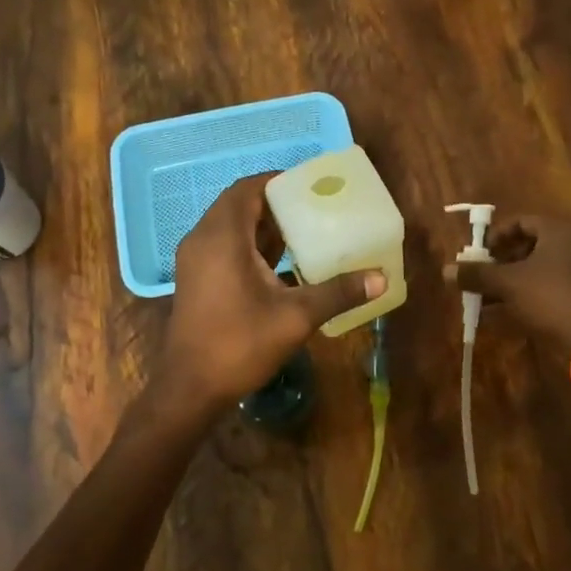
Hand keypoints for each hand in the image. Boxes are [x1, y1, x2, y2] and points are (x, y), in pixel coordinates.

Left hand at [163, 173, 385, 411]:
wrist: (190, 388)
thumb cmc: (240, 344)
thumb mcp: (295, 317)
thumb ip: (338, 292)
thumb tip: (381, 278)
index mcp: (223, 237)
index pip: (247, 188)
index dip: (276, 181)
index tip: (309, 186)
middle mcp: (202, 239)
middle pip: (237, 204)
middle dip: (273, 203)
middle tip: (311, 208)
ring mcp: (194, 259)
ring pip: (228, 225)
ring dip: (260, 224)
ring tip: (302, 231)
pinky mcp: (194, 277)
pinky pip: (222, 244)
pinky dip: (247, 243)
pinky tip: (278, 262)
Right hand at [441, 212, 570, 351]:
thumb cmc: (549, 297)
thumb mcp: (507, 283)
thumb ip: (476, 274)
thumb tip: (445, 270)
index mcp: (559, 231)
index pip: (521, 222)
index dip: (495, 236)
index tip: (478, 254)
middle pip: (527, 247)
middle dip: (498, 263)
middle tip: (478, 277)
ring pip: (534, 272)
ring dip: (507, 284)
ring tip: (482, 299)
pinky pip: (545, 291)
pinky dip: (522, 298)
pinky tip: (498, 315)